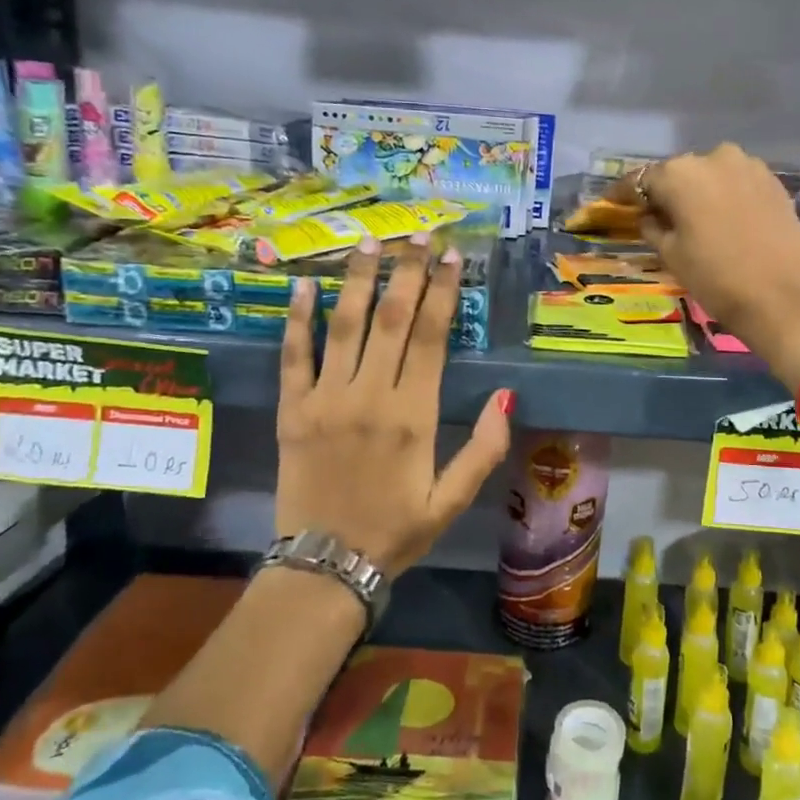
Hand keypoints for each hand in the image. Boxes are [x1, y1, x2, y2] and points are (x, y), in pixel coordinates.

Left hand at [276, 236, 513, 576]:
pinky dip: (298, 319)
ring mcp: (325, 399)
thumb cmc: (396, 531)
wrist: (325, 566)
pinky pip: (294, 356)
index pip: (430, 336)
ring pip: (344, 325)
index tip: (451, 256)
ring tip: (369, 242)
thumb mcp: (453, 501)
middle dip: (406, 270)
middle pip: (390, 318)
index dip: (442, 291)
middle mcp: (369, 396)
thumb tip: (507, 396)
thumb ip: (484, 449)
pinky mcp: (292, 411)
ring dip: (358, 279)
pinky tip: (303, 286)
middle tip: (416, 233)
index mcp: (414, 415)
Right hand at [631, 144, 799, 389]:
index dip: (624, 193)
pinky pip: (736, 182)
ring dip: (698, 192)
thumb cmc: (717, 278)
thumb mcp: (672, 255)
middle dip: (665, 191)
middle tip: (655, 215)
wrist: (786, 298)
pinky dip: (724, 195)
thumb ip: (653, 226)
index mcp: (680, 174)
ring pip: (710, 175)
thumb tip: (649, 215)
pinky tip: (722, 217)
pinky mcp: (773, 182)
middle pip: (678, 173)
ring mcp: (748, 166)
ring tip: (692, 218)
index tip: (612, 202)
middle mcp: (713, 158)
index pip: (641, 179)